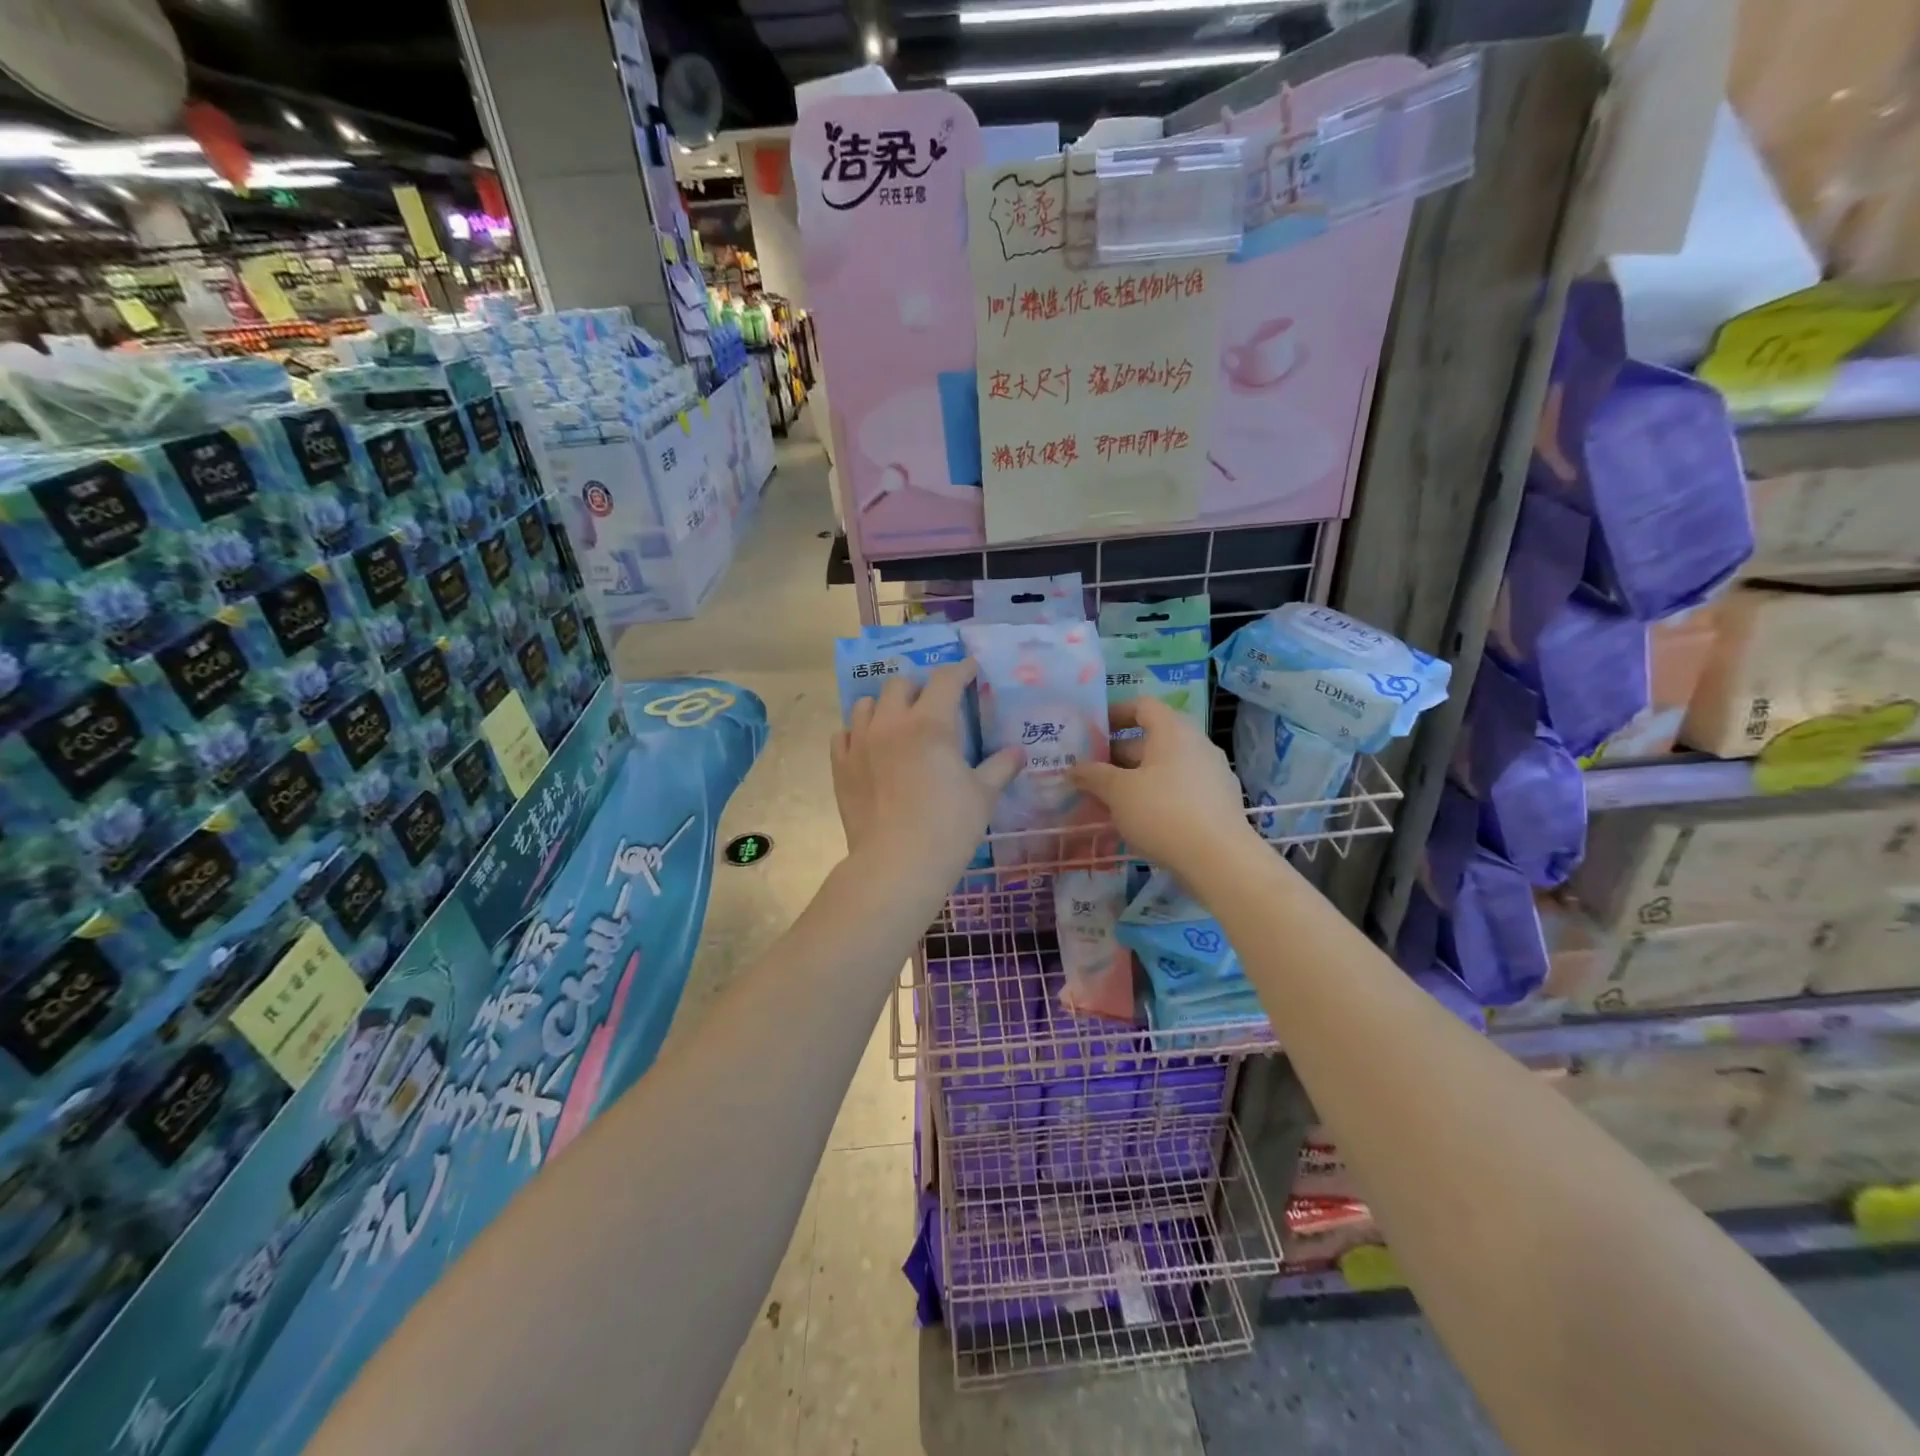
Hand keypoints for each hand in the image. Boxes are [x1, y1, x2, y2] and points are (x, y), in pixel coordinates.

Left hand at [831, 661, 1021, 875]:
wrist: (896, 863)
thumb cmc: (948, 827)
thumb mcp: (983, 796)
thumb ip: (1000, 767)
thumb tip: (1019, 752)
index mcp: (930, 723)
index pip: (946, 680)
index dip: (961, 670)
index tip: (970, 669)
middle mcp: (891, 723)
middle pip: (900, 684)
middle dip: (918, 686)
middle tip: (931, 703)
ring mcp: (860, 743)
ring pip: (865, 703)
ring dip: (883, 705)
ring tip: (896, 721)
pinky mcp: (840, 766)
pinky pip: (843, 734)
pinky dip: (857, 732)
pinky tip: (868, 746)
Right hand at [1069, 697, 1255, 876]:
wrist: (1219, 859)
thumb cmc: (1163, 812)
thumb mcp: (1118, 792)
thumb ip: (1093, 776)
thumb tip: (1073, 769)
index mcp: (1173, 731)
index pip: (1143, 706)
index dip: (1115, 713)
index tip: (1092, 731)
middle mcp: (1197, 744)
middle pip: (1152, 739)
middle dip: (1118, 754)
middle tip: (1091, 773)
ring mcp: (1212, 774)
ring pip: (1165, 768)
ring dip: (1135, 778)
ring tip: (1108, 800)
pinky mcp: (1218, 803)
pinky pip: (1180, 789)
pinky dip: (1156, 797)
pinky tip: (1138, 820)